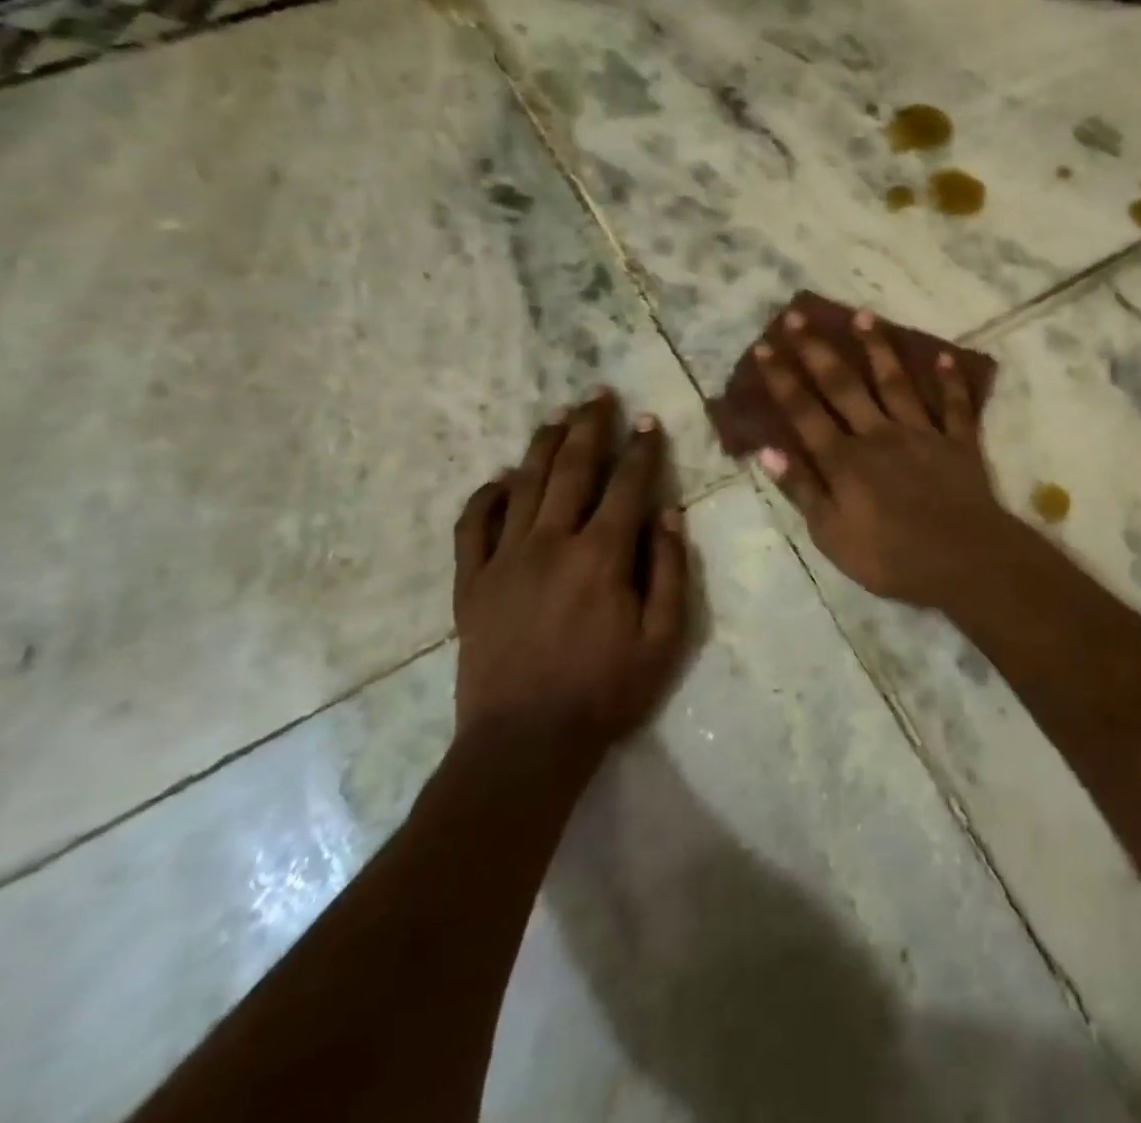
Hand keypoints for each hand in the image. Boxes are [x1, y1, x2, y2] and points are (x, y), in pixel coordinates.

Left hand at [451, 391, 691, 752]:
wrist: (525, 744)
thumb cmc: (606, 692)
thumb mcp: (663, 639)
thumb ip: (669, 570)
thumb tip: (667, 513)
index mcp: (602, 556)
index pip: (626, 485)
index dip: (641, 449)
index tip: (648, 421)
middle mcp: (551, 543)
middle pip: (572, 470)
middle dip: (589, 427)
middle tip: (598, 395)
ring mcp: (505, 560)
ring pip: (524, 485)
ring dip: (542, 446)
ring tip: (556, 416)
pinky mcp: (471, 583)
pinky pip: (473, 526)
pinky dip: (485, 497)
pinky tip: (499, 479)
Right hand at [753, 309, 1020, 608]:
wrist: (964, 561)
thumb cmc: (891, 558)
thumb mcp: (832, 535)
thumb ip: (802, 490)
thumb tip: (768, 450)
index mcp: (845, 460)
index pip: (804, 412)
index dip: (782, 379)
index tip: (764, 348)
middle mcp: (879, 434)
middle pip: (844, 385)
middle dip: (817, 349)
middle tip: (797, 315)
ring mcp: (922, 433)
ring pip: (895, 382)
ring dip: (878, 348)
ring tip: (863, 315)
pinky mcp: (958, 442)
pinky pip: (954, 405)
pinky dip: (950, 379)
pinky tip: (943, 354)